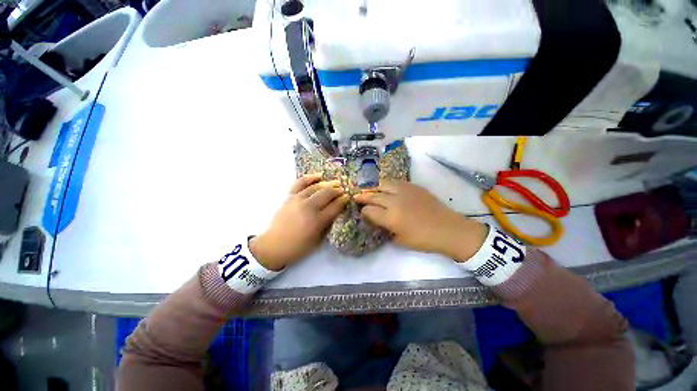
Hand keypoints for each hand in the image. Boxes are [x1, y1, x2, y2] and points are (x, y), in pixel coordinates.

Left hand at [250, 174, 348, 270]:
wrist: (274, 245)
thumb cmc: (299, 246)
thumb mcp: (318, 239)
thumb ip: (328, 224)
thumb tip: (336, 211)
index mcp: (317, 221)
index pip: (335, 206)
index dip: (343, 201)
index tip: (348, 197)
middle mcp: (309, 208)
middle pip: (327, 194)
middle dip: (338, 190)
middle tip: (343, 190)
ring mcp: (298, 200)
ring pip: (316, 187)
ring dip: (328, 184)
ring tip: (335, 183)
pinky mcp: (290, 197)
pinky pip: (300, 183)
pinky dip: (310, 177)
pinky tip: (319, 175)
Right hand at [353, 180, 487, 260]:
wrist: (448, 229)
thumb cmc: (423, 239)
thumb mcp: (400, 240)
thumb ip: (386, 228)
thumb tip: (378, 220)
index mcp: (390, 217)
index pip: (369, 210)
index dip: (363, 211)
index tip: (362, 213)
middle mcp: (394, 201)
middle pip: (373, 195)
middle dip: (363, 196)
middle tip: (356, 197)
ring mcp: (404, 191)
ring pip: (383, 184)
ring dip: (374, 188)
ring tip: (371, 191)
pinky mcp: (413, 186)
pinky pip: (396, 182)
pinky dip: (387, 185)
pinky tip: (387, 188)